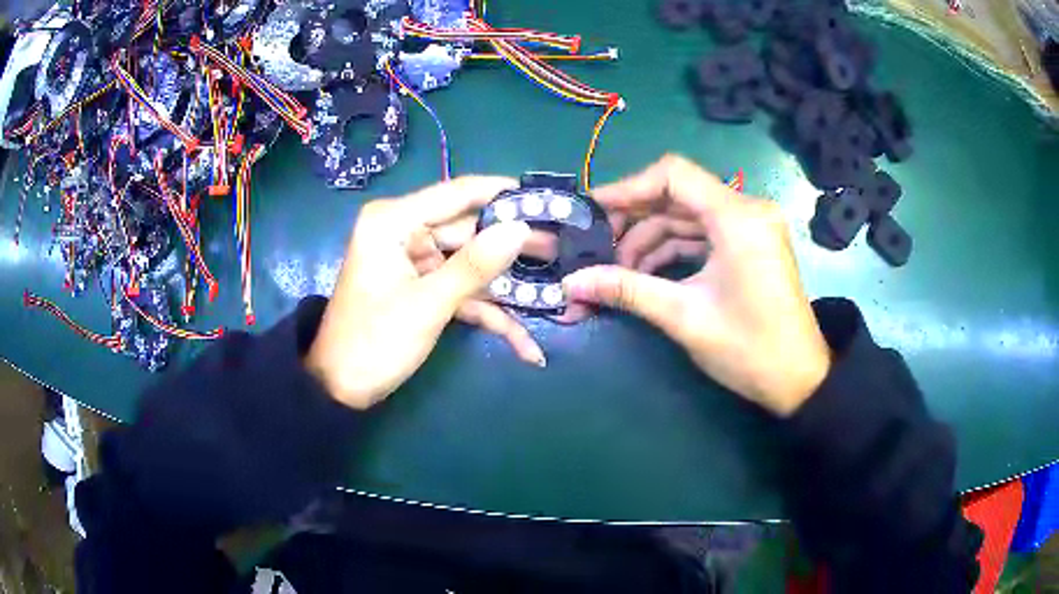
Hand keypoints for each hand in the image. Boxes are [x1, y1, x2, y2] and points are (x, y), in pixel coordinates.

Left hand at [305, 177, 543, 409]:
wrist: (340, 390)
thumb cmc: (374, 342)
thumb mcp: (427, 304)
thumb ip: (474, 265)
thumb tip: (520, 228)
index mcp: (394, 221)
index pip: (457, 193)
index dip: (503, 195)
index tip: (546, 198)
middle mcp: (405, 233)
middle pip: (469, 230)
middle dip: (513, 247)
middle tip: (563, 249)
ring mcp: (416, 262)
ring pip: (471, 263)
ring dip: (507, 285)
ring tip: (557, 290)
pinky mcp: (423, 289)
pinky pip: (462, 292)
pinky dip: (489, 315)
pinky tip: (526, 345)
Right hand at [562, 155, 830, 415]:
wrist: (800, 380)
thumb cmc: (749, 349)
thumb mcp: (685, 316)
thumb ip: (627, 289)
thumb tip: (571, 282)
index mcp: (737, 218)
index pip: (673, 174)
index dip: (628, 187)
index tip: (593, 210)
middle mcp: (747, 210)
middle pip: (678, 194)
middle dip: (636, 218)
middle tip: (598, 246)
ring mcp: (752, 226)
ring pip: (689, 215)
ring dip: (652, 239)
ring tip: (619, 271)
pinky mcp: (751, 243)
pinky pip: (704, 233)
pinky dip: (675, 249)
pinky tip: (647, 274)